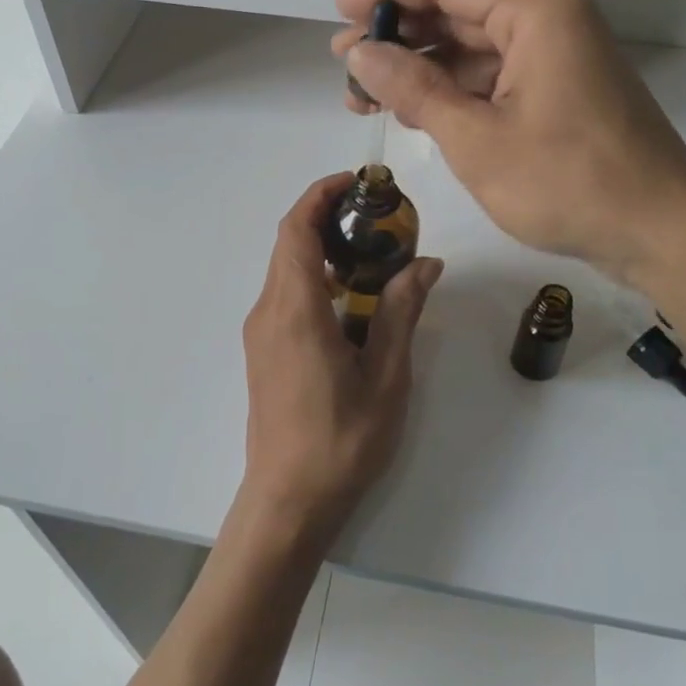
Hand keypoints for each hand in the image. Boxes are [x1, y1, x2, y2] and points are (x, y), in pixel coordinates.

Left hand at [241, 173, 444, 543]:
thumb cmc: (341, 442)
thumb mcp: (385, 377)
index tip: (356, 182)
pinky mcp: (263, 351)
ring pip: (287, 269)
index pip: (296, 229)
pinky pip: (286, 295)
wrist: (288, 502)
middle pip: (289, 243)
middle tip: (378, 217)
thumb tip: (425, 263)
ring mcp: (261, 333)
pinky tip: (351, 300)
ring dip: (322, 249)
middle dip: (327, 217)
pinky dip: (315, 278)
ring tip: (372, 255)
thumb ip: (401, 312)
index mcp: (295, 310)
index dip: (320, 195)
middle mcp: (268, 311)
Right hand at [334, 0, 685, 283]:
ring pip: (474, 50)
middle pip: (458, 14)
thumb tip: (360, 53)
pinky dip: (454, 93)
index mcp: (536, 13)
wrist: (661, 233)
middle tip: (344, 65)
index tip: (339, 12)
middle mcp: (550, 22)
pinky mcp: (562, 92)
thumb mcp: (476, 138)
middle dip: (398, 39)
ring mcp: (559, 58)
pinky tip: (415, 113)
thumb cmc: (568, 183)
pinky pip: (496, 78)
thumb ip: (414, 89)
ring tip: (366, 98)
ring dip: (421, 71)